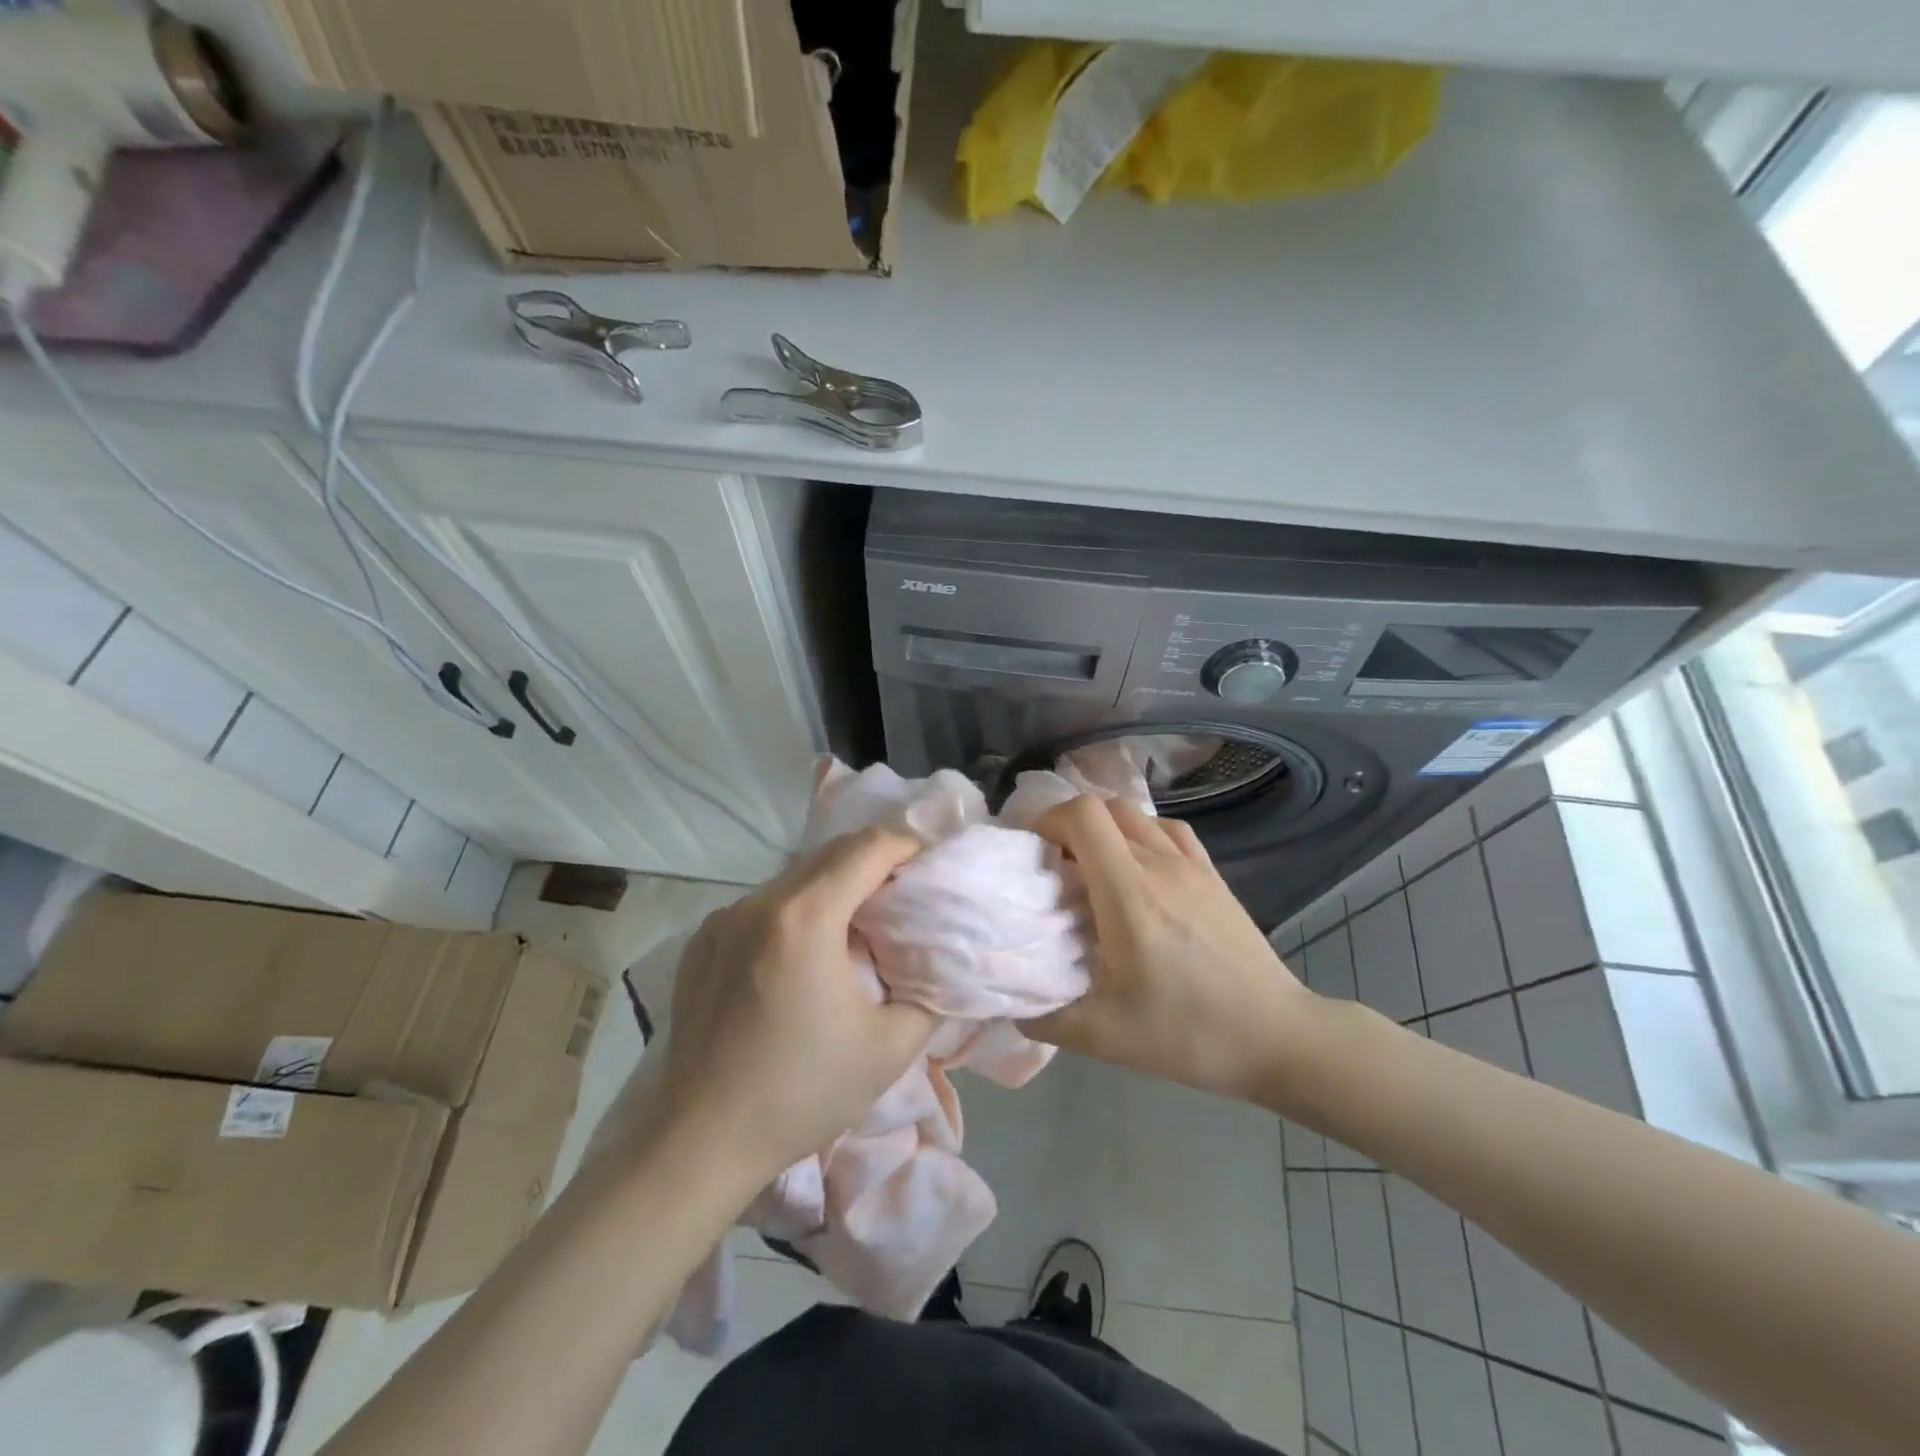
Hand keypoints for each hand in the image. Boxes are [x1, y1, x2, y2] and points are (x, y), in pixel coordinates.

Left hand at [658, 827, 937, 1183]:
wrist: (699, 1142)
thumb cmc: (801, 1093)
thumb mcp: (890, 1048)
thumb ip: (931, 993)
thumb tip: (944, 962)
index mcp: (805, 918)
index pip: (867, 848)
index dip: (907, 845)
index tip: (932, 863)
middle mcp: (758, 903)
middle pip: (830, 855)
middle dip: (875, 862)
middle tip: (904, 893)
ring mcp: (723, 919)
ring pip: (794, 879)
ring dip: (833, 887)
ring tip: (857, 926)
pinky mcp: (701, 941)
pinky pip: (762, 906)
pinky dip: (795, 911)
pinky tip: (803, 954)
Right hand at [1021, 796, 1314, 1103]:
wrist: (1277, 1037)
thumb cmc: (1188, 1034)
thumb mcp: (1104, 1037)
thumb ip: (1045, 1017)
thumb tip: (1010, 1002)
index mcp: (1129, 894)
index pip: (1083, 816)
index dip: (1048, 821)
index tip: (1033, 855)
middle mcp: (1160, 865)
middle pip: (1104, 807)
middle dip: (1068, 825)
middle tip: (1055, 866)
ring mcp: (1192, 866)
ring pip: (1136, 814)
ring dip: (1104, 828)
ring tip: (1092, 869)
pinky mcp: (1213, 875)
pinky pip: (1168, 829)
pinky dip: (1141, 833)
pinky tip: (1138, 868)